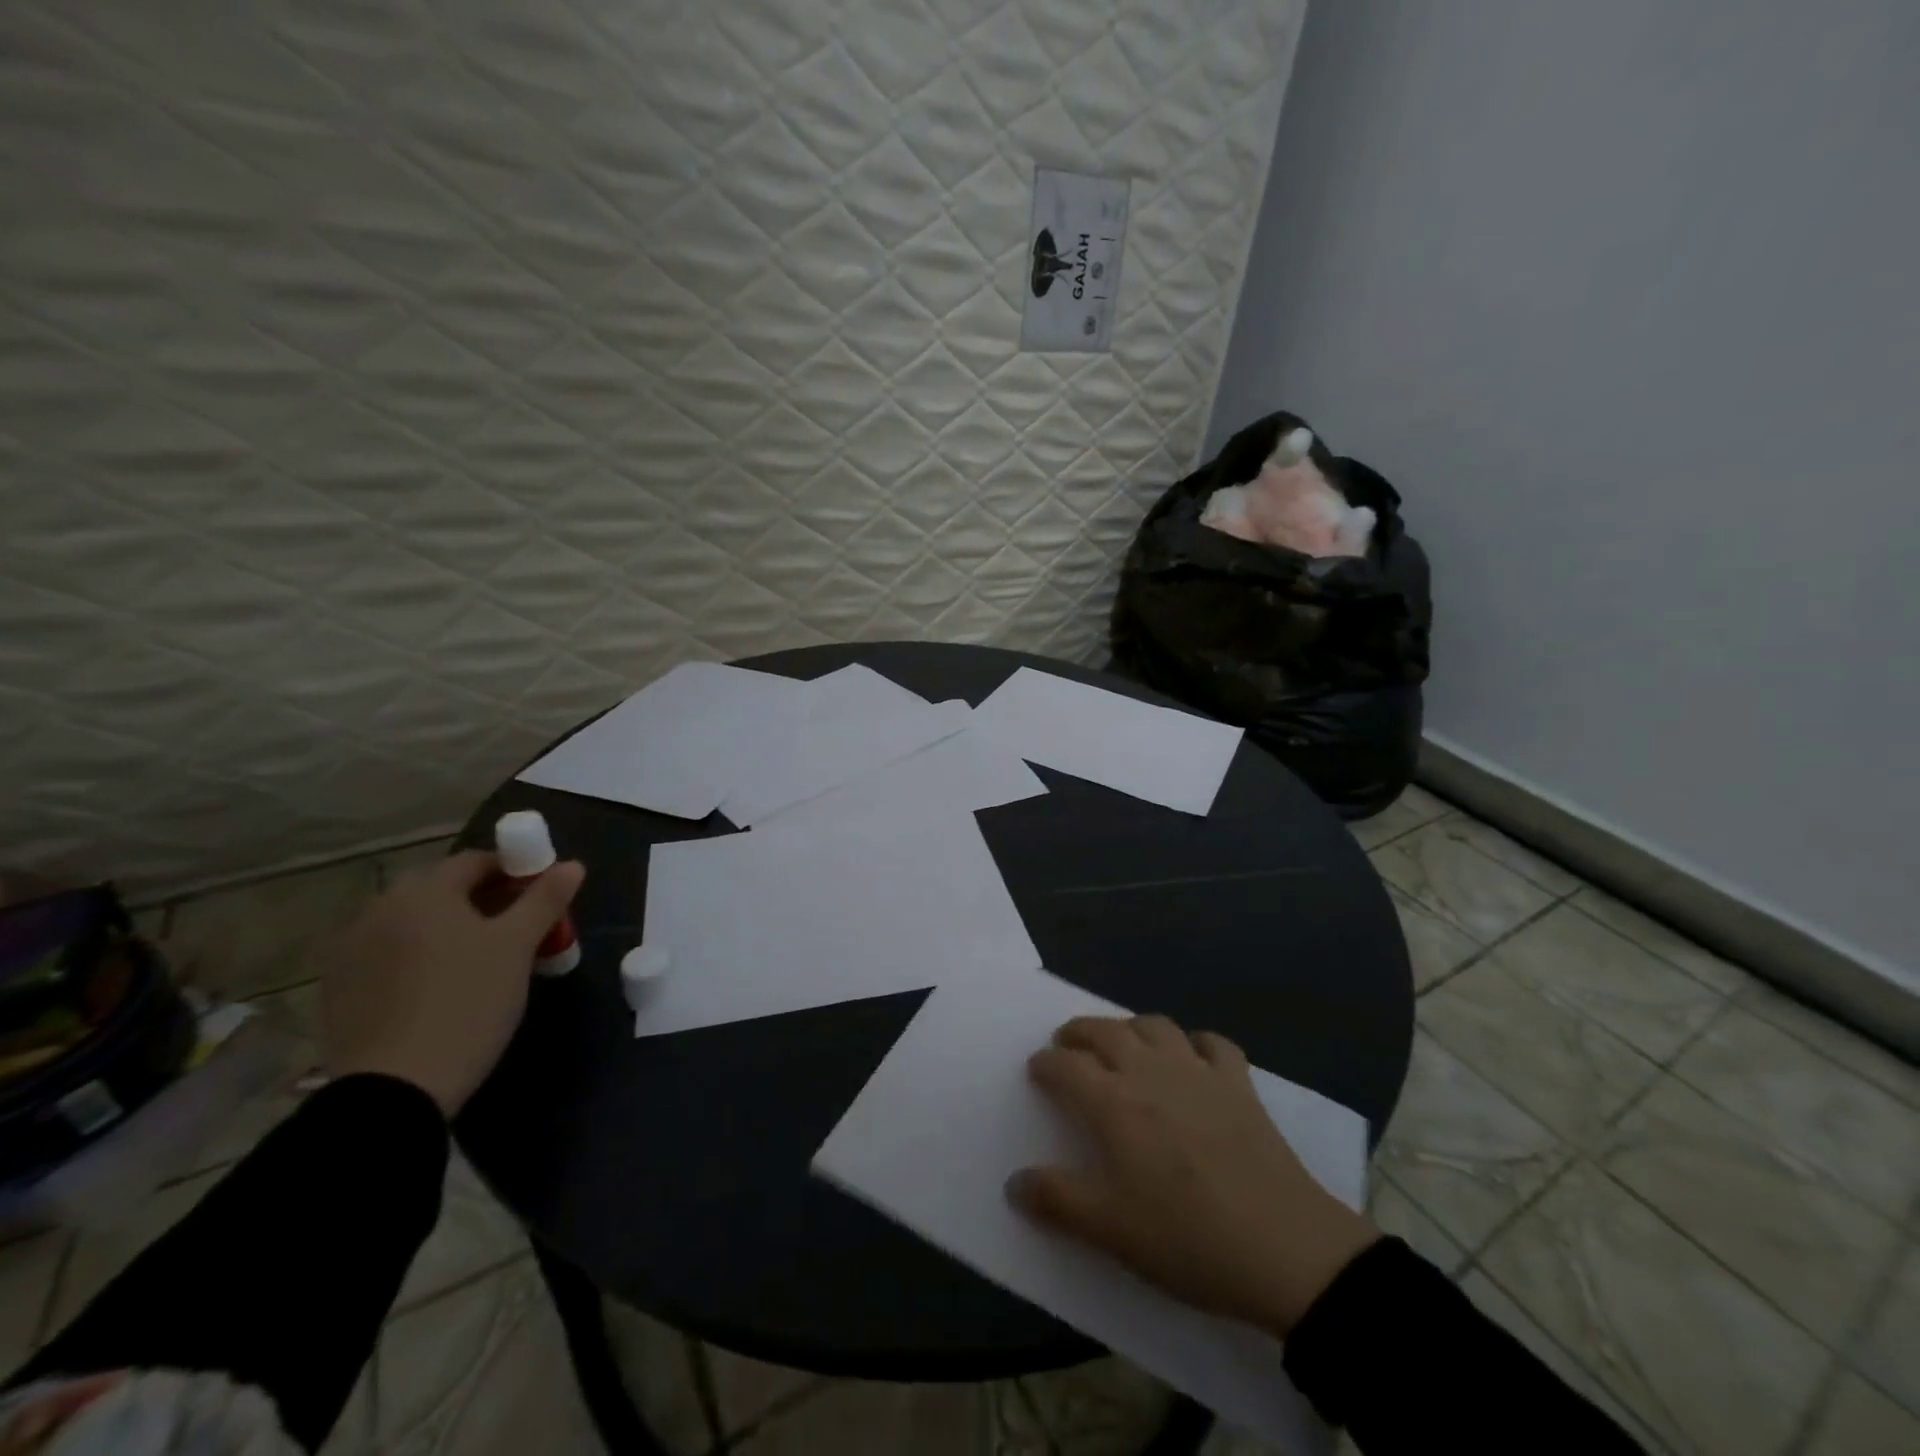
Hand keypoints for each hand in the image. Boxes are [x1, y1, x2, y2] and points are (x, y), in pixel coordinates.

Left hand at [313, 850, 584, 1116]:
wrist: (392, 1091)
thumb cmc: (467, 1003)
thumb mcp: (518, 948)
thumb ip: (545, 899)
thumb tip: (573, 865)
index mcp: (424, 891)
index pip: (476, 861)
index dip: (515, 871)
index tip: (541, 896)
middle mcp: (380, 908)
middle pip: (442, 889)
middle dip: (482, 899)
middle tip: (516, 928)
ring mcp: (351, 949)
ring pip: (414, 922)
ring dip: (448, 927)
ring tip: (481, 959)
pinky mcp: (338, 988)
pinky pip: (389, 953)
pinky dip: (418, 956)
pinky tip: (440, 986)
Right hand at [1008, 1015, 1378, 1336]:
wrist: (1283, 1247)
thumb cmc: (1187, 1238)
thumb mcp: (1110, 1229)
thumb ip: (1058, 1200)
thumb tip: (1014, 1183)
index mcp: (1115, 1103)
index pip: (1068, 1066)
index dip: (1047, 1063)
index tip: (1037, 1068)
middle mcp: (1151, 1072)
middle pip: (1106, 1031)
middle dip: (1080, 1031)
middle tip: (1068, 1042)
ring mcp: (1198, 1072)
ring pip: (1156, 1025)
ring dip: (1131, 1026)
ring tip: (1123, 1042)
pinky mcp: (1239, 1084)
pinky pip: (1214, 1044)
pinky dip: (1196, 1042)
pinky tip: (1193, 1056)